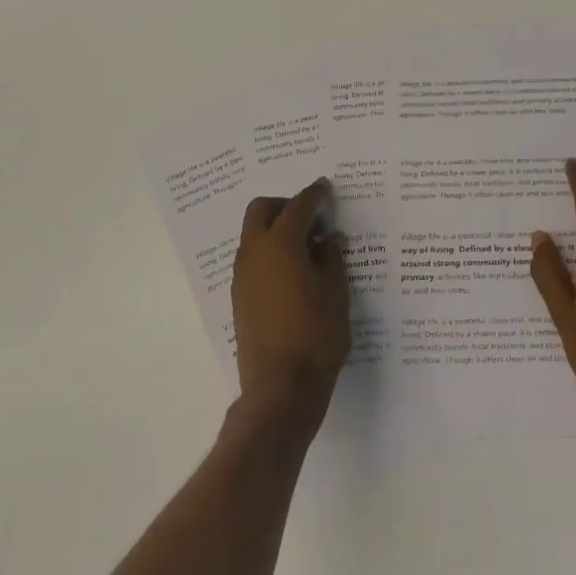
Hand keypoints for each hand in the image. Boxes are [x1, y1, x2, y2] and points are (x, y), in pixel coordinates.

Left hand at [231, 178, 351, 423]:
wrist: (281, 386)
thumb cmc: (316, 334)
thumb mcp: (336, 292)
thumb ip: (332, 258)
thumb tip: (329, 238)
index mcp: (280, 244)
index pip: (297, 207)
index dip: (313, 195)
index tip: (325, 188)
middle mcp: (254, 253)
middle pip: (261, 211)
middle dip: (284, 205)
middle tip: (312, 217)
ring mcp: (242, 276)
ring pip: (253, 236)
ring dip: (275, 230)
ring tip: (308, 248)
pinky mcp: (239, 298)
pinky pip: (252, 260)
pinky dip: (270, 253)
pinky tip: (295, 273)